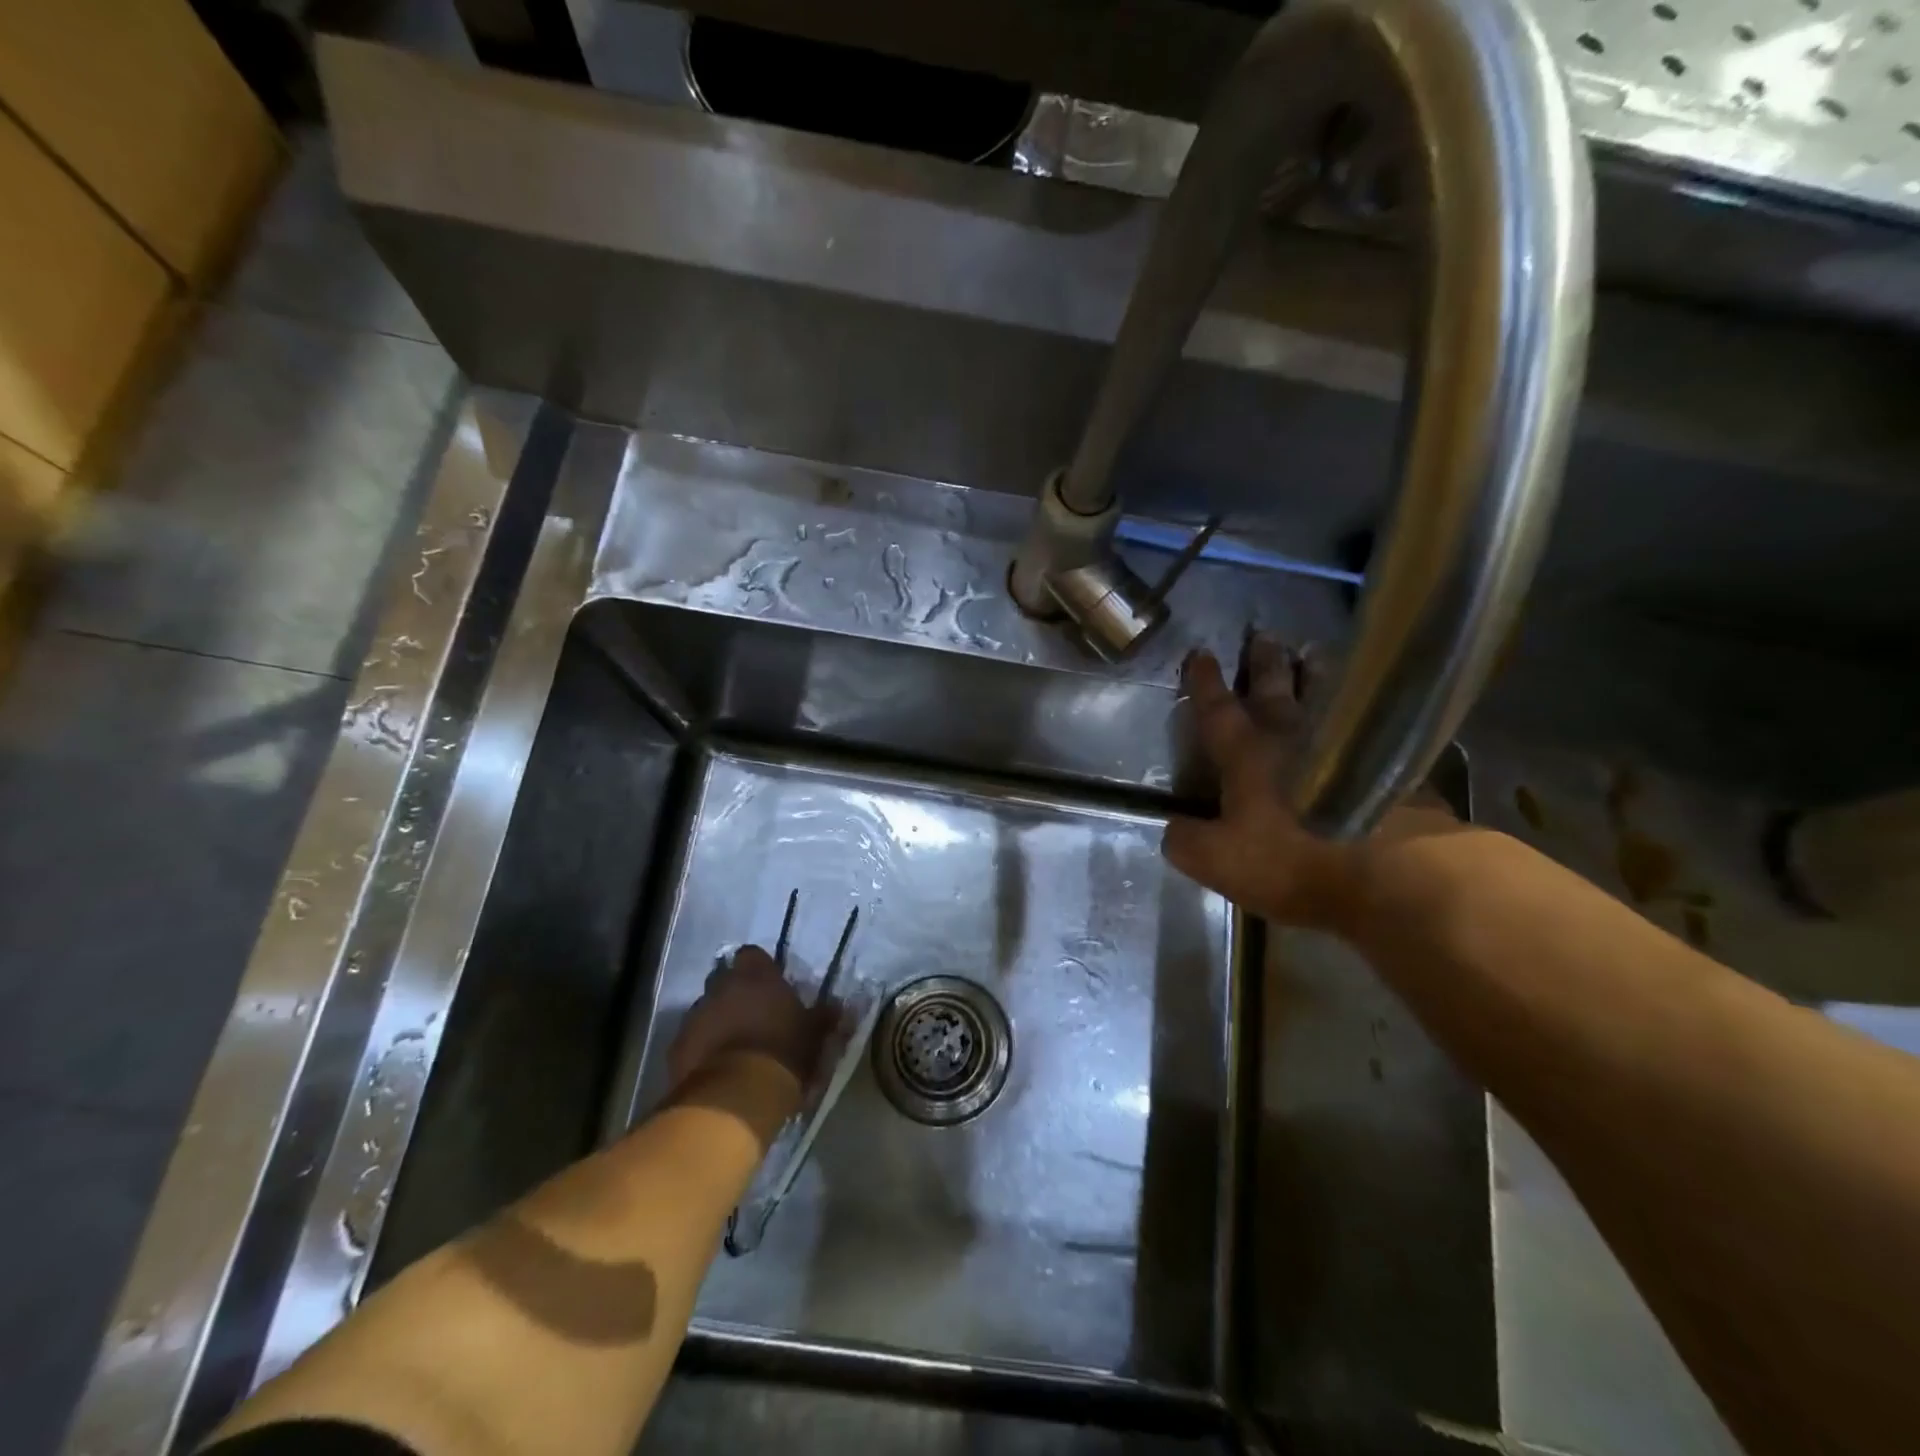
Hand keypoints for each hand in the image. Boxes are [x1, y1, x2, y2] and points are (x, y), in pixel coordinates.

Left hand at [668, 945, 830, 1089]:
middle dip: (736, 995)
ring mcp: (695, 1015)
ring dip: (718, 1022)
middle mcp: (721, 986)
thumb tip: (838, 1005)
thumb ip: (823, 1016)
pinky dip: (702, 1049)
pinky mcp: (677, 1047)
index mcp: (755, 975)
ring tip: (734, 1047)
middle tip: (754, 1017)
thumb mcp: (813, 1035)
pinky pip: (691, 1040)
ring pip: (707, 1010)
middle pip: (725, 980)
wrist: (734, 1097)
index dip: (760, 969)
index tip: (770, 987)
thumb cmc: (782, 1054)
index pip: (752, 955)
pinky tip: (715, 1068)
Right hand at [1161, 637, 1462, 932]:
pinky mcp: (1394, 765)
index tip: (1200, 652)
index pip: (1218, 710)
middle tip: (1264, 635)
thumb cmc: (1296, 861)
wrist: (1398, 875)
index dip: (1205, 683)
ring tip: (1316, 652)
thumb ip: (1187, 842)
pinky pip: (1369, 724)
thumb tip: (1172, 828)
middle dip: (1265, 662)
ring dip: (1317, 673)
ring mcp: (1350, 745)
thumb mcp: (1220, 863)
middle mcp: (1296, 739)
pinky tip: (1368, 715)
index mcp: (1249, 755)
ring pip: (1329, 695)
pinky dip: (1361, 711)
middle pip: (1277, 689)